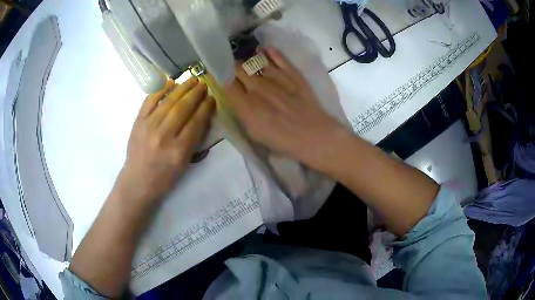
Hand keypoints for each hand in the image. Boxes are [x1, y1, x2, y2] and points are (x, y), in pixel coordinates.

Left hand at [117, 78, 214, 203]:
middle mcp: (164, 136)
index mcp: (179, 150)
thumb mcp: (185, 164)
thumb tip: (202, 117)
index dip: (206, 108)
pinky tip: (170, 82)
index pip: (196, 122)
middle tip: (204, 85)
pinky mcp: (138, 122)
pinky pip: (150, 101)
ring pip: (168, 102)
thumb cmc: (164, 178)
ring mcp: (149, 127)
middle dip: (196, 94)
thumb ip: (194, 141)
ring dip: (182, 88)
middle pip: (183, 108)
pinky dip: (161, 90)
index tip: (212, 99)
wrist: (137, 181)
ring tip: (192, 80)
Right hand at [224, 48, 345, 168]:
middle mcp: (257, 86)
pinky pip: (278, 56)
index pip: (224, 82)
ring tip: (244, 56)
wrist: (313, 136)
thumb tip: (232, 97)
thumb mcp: (254, 133)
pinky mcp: (292, 73)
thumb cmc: (282, 141)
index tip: (215, 73)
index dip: (218, 76)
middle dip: (230, 66)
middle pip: (237, 68)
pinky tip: (264, 50)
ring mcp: (275, 77)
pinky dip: (269, 52)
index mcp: (245, 104)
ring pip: (255, 60)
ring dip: (247, 57)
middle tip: (229, 66)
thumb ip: (240, 112)